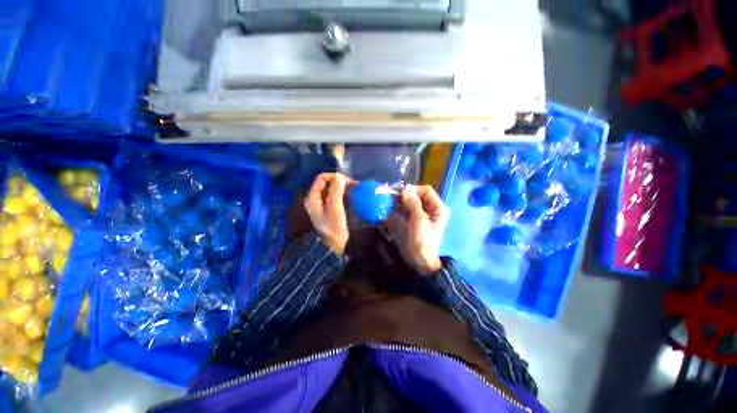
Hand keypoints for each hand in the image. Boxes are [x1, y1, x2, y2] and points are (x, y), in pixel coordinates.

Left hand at [304, 173, 351, 253]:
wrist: (333, 248)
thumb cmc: (334, 228)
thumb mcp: (335, 209)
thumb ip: (336, 191)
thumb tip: (340, 175)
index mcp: (313, 197)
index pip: (322, 178)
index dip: (335, 177)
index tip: (350, 183)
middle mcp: (316, 199)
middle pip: (327, 183)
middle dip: (341, 182)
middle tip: (355, 187)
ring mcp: (322, 205)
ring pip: (332, 190)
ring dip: (344, 188)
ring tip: (356, 192)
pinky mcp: (329, 210)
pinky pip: (336, 197)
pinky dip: (344, 195)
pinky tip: (353, 199)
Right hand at [387, 185, 449, 274]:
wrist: (419, 261)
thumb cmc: (422, 241)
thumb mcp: (419, 220)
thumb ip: (413, 203)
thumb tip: (406, 188)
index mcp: (437, 208)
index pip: (426, 191)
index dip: (414, 190)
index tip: (401, 194)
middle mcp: (429, 209)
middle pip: (416, 196)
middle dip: (403, 196)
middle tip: (391, 197)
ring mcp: (419, 215)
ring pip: (408, 202)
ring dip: (398, 202)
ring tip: (387, 203)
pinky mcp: (410, 221)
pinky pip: (403, 210)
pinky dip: (395, 209)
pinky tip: (388, 210)